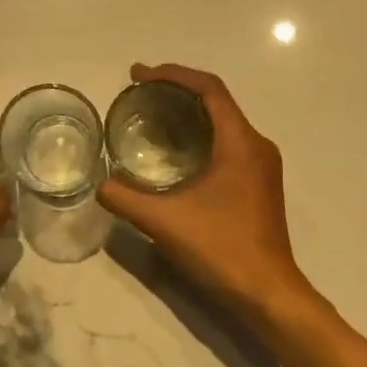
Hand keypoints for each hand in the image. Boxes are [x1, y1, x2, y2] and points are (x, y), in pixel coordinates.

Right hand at [98, 63, 312, 316]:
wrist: (266, 292)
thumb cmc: (221, 249)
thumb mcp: (165, 222)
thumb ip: (125, 199)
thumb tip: (99, 184)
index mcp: (240, 143)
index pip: (209, 89)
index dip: (172, 75)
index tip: (138, 75)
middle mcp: (257, 146)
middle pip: (217, 101)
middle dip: (177, 91)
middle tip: (139, 94)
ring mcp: (262, 167)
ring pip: (224, 123)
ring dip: (189, 114)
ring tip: (152, 118)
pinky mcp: (259, 186)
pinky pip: (228, 144)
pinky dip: (200, 137)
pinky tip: (175, 155)